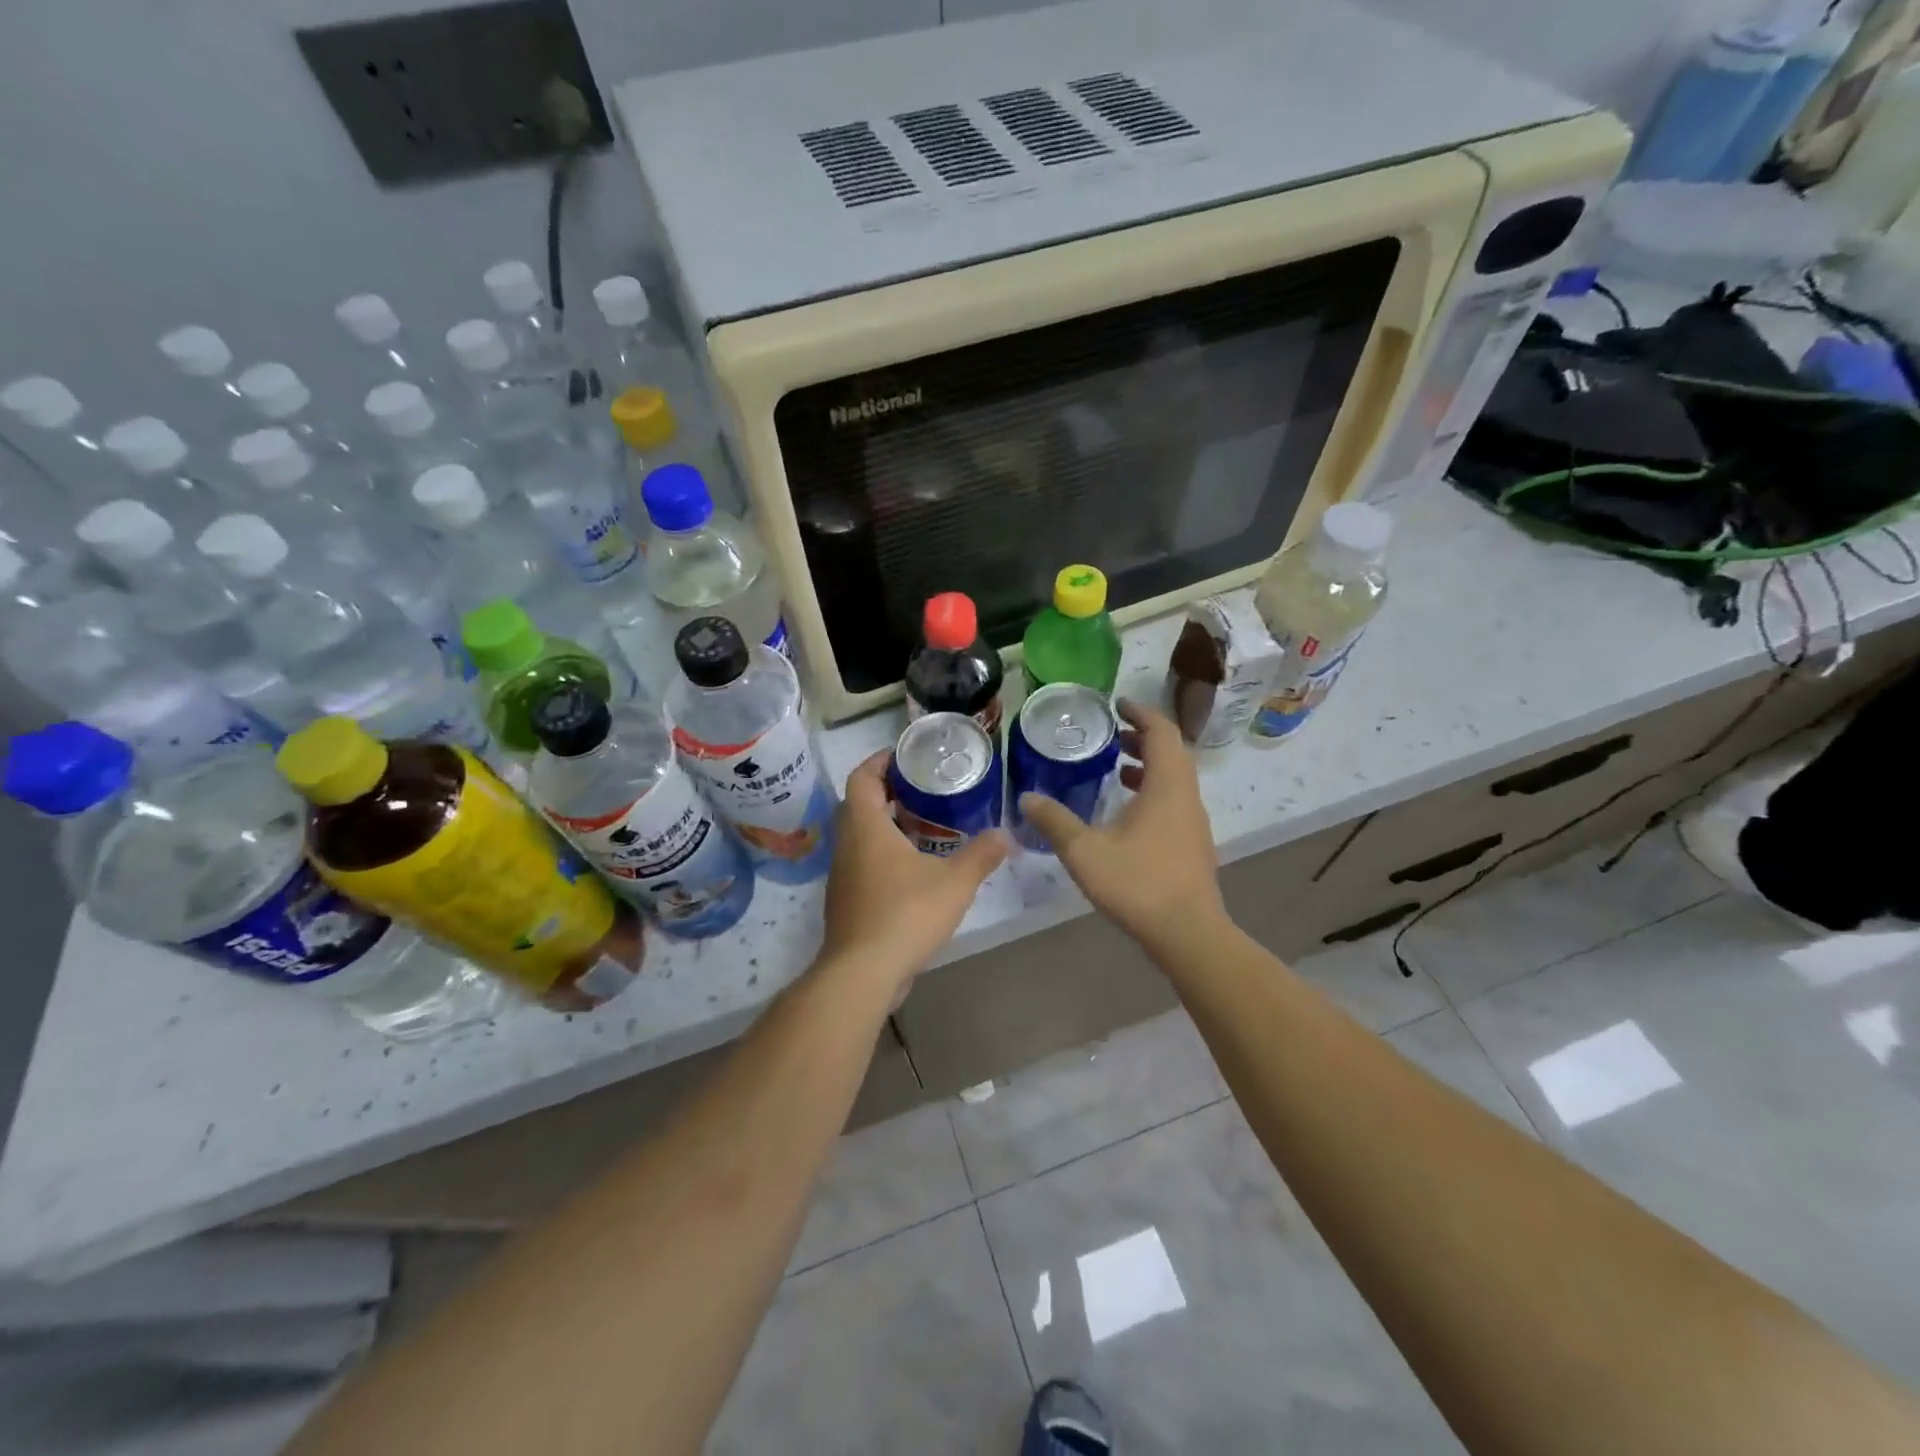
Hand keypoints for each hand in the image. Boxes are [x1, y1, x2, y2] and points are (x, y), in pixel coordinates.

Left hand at [819, 750, 1010, 997]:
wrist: (863, 973)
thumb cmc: (906, 914)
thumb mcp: (955, 881)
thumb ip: (982, 855)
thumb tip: (1005, 834)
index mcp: (866, 826)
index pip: (862, 776)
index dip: (881, 760)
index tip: (907, 756)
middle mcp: (847, 844)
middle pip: (860, 804)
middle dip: (890, 792)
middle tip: (925, 789)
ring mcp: (843, 875)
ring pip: (861, 836)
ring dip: (887, 826)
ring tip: (926, 826)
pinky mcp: (846, 901)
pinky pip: (863, 863)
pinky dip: (885, 855)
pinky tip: (915, 871)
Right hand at [1018, 699, 1223, 952]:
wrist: (1188, 933)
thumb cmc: (1138, 884)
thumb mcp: (1085, 851)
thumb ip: (1055, 822)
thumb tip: (1027, 798)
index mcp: (1167, 785)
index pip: (1161, 731)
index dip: (1140, 712)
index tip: (1117, 704)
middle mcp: (1186, 796)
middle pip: (1171, 751)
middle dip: (1143, 737)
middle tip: (1112, 733)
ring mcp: (1193, 822)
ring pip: (1174, 778)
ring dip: (1148, 765)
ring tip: (1116, 767)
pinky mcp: (1192, 844)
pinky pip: (1174, 801)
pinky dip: (1152, 791)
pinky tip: (1126, 812)